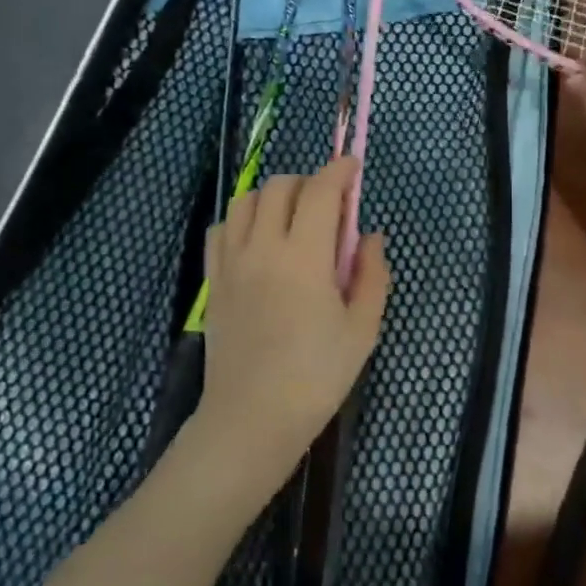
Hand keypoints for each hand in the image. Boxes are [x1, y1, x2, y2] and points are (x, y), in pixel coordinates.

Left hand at [196, 157, 391, 494]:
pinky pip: (220, 229)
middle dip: (308, 182)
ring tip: (292, 219)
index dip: (339, 171)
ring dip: (272, 196)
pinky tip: (257, 241)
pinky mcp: (214, 281)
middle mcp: (263, 247)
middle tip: (328, 205)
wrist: (252, 418)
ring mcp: (232, 262)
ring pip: (245, 200)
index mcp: (304, 256)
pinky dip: (241, 220)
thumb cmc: (317, 376)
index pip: (320, 191)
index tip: (352, 167)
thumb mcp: (362, 329)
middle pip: (279, 186)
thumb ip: (372, 275)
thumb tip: (370, 237)